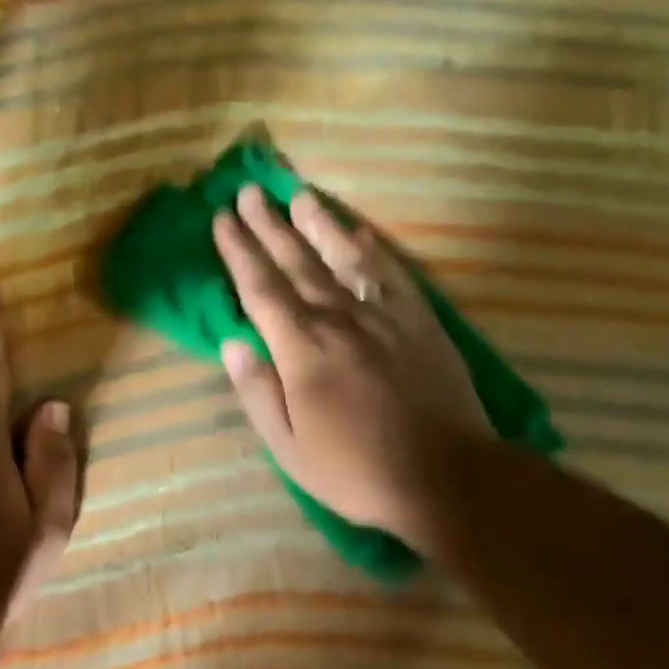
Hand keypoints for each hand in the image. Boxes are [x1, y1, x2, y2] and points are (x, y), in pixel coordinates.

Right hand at [213, 185, 488, 543]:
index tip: (222, 218)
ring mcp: (383, 315)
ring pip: (343, 257)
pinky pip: (391, 273)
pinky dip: (372, 248)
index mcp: (301, 348)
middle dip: (269, 225)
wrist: (446, 477)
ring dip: (318, 224)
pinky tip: (359, 231)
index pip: (260, 287)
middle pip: (296, 262)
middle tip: (249, 192)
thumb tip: (232, 343)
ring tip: (299, 195)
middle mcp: (338, 318)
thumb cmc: (356, 469)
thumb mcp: (288, 447)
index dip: (238, 250)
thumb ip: (257, 390)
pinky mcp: (420, 320)